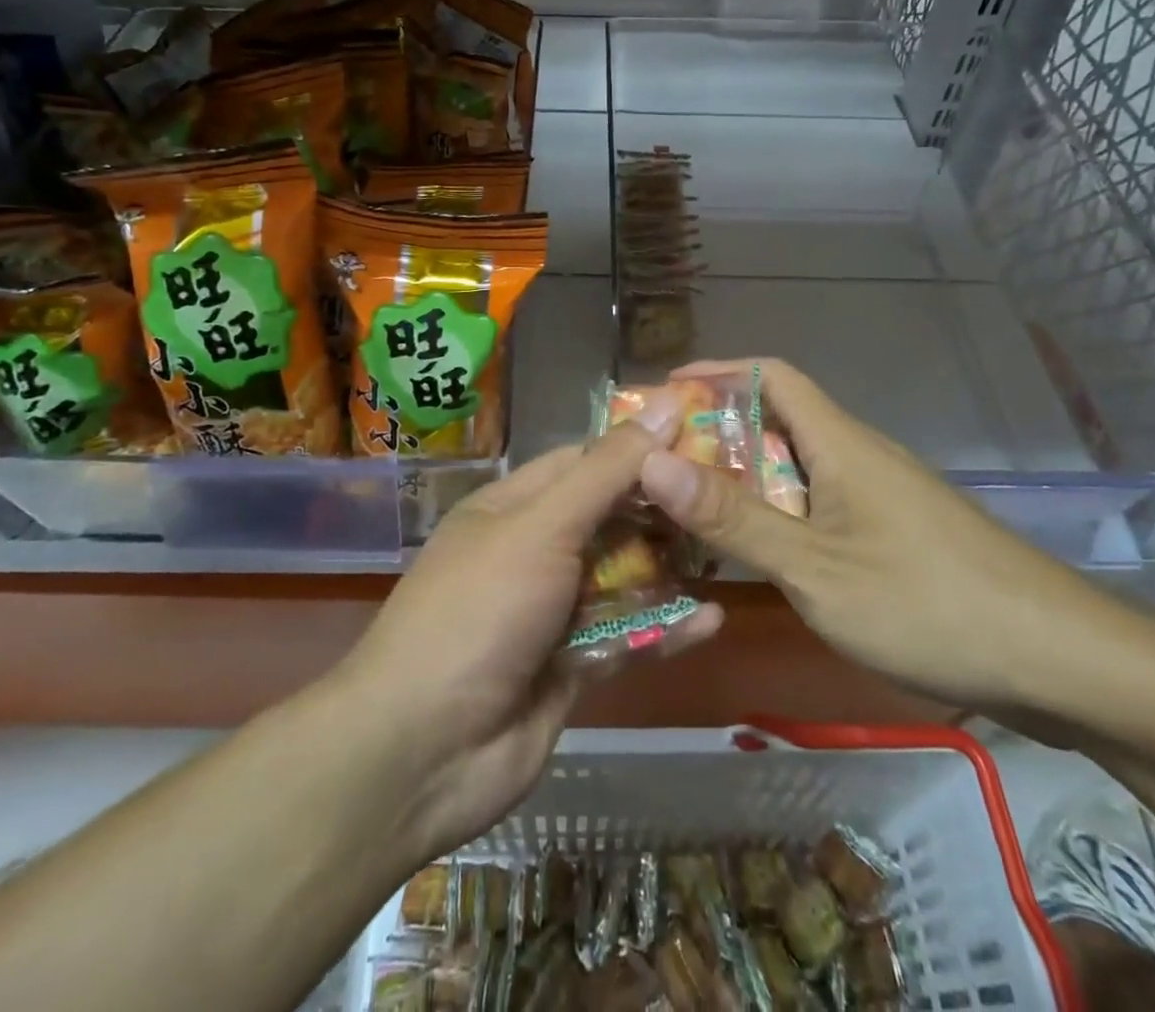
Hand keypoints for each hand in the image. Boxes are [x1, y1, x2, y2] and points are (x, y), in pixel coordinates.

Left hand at [339, 396, 723, 858]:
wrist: (423, 751)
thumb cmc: (480, 610)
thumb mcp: (543, 527)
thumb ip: (607, 471)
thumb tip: (664, 402)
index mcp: (513, 506)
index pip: (585, 460)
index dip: (640, 447)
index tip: (704, 438)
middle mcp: (533, 550)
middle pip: (609, 518)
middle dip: (663, 510)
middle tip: (730, 498)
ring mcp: (552, 611)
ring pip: (622, 577)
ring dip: (669, 568)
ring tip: (728, 552)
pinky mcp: (572, 665)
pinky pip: (627, 636)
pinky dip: (664, 628)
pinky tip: (712, 619)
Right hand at [637, 359, 1112, 713]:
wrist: (1061, 662)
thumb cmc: (927, 602)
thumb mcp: (814, 567)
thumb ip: (732, 517)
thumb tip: (651, 462)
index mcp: (840, 443)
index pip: (771, 375)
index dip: (716, 372)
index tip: (662, 395)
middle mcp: (858, 457)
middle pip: (776, 422)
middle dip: (715, 436)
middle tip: (657, 467)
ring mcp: (880, 497)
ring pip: (796, 470)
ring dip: (743, 481)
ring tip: (688, 511)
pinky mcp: (894, 536)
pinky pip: (818, 507)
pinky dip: (776, 517)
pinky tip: (754, 556)